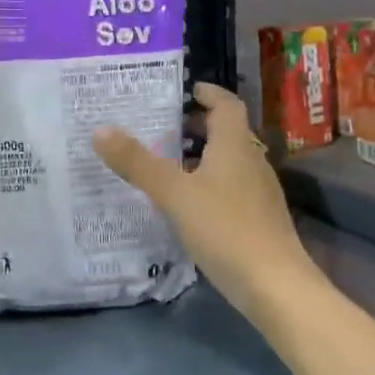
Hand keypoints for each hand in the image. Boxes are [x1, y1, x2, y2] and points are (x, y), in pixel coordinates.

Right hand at [94, 82, 313, 313]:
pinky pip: (230, 187)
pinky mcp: (257, 219)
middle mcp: (251, 161)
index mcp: (235, 145)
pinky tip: (185, 203)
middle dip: (197, 125)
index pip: (227, 104)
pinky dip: (207, 183)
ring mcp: (258, 192)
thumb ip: (138, 163)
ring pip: (228, 161)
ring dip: (200, 156)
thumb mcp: (174, 194)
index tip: (185, 89)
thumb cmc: (225, 228)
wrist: (274, 285)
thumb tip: (101, 130)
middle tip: (162, 127)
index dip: (208, 93)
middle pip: (227, 132)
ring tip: (166, 163)